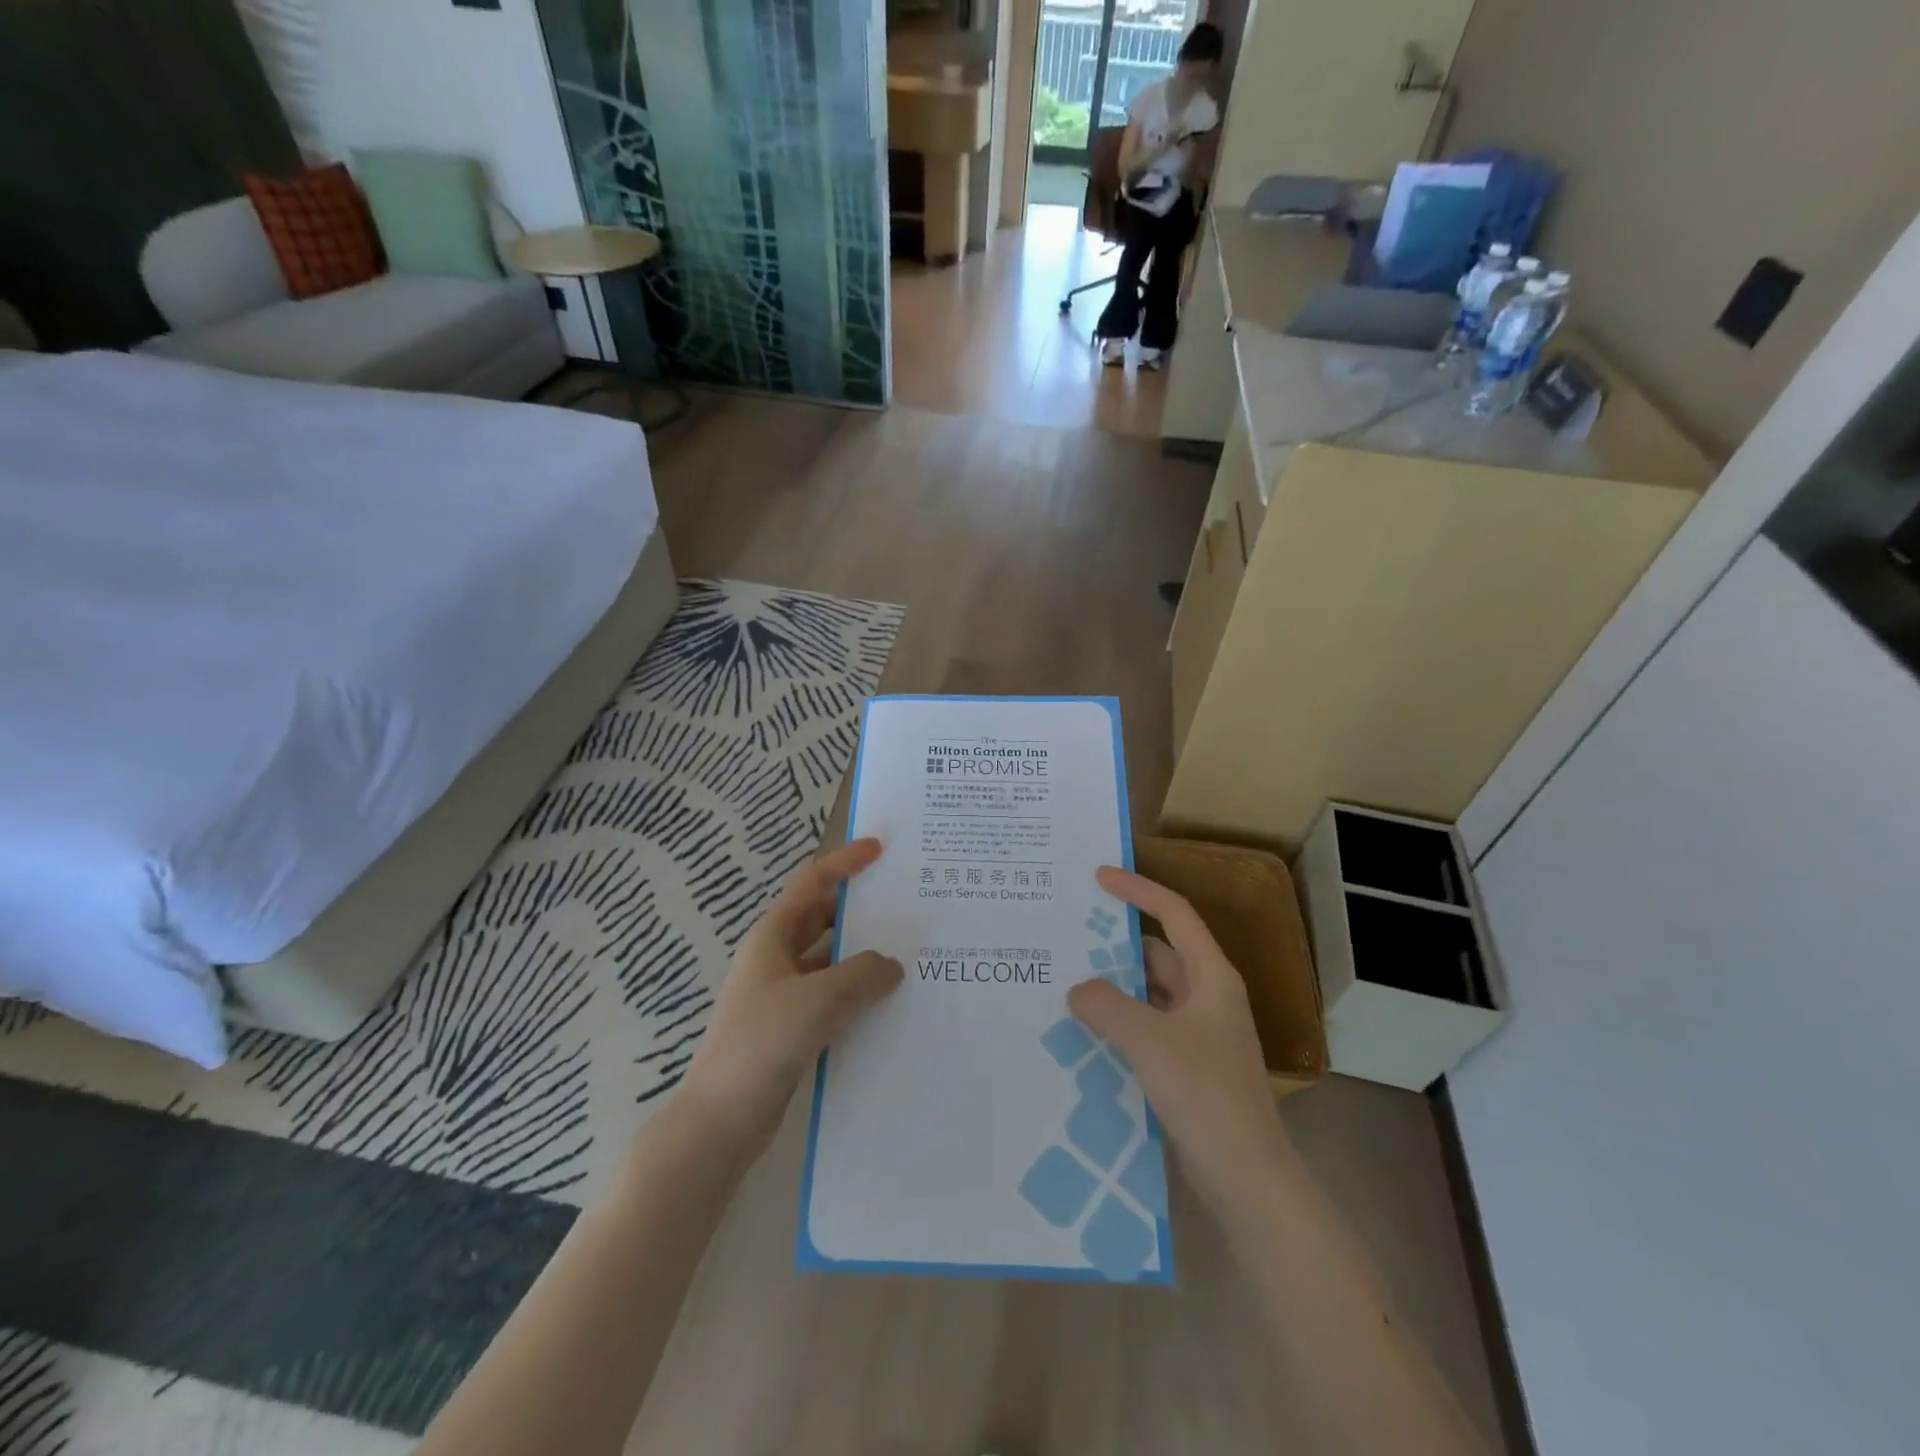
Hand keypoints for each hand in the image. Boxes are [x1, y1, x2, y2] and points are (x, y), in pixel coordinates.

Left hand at [678, 838, 902, 1155]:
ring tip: (910, 954)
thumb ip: (861, 975)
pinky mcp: (792, 1028)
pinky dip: (858, 993)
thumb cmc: (762, 1043)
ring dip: (863, 956)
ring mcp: (783, 995)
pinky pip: (832, 997)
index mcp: (774, 937)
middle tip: (906, 905)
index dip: (844, 862)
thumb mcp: (817, 1000)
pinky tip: (889, 1004)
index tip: (879, 849)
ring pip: (831, 961)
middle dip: (860, 910)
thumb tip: (892, 965)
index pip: (812, 884)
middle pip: (823, 920)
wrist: (720, 1120)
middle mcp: (778, 958)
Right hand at [1067, 867, 1290, 1217]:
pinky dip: (1121, 1018)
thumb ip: (1106, 1005)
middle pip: (1159, 951)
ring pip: (1151, 991)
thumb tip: (1077, 989)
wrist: (1247, 1175)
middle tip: (1070, 933)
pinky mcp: (1189, 1063)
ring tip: (1067, 978)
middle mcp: (1208, 996)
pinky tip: (1087, 1028)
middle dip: (1117, 941)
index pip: (1173, 913)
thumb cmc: (1205, 1093)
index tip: (1098, 876)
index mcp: (1211, 976)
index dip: (1137, 889)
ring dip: (1115, 984)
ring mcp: (1200, 1032)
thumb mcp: (1148, 1040)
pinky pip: (1148, 1024)